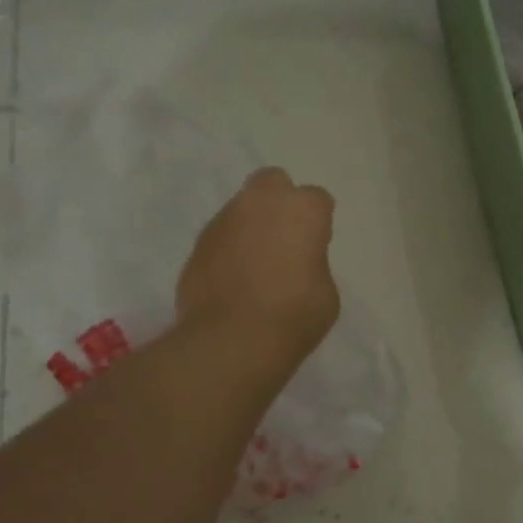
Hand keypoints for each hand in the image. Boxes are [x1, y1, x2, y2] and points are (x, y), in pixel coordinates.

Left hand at [176, 168, 340, 357]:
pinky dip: (227, 251)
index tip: (316, 246)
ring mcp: (223, 222)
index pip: (317, 199)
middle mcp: (260, 203)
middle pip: (272, 182)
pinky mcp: (196, 246)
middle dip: (279, 201)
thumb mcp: (326, 291)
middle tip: (284, 237)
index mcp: (302, 209)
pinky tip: (233, 281)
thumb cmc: (294, 314)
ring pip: (241, 209)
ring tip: (255, 265)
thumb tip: (297, 263)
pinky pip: (220, 238)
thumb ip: (313, 263)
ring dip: (250, 226)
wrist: (231, 340)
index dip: (318, 222)